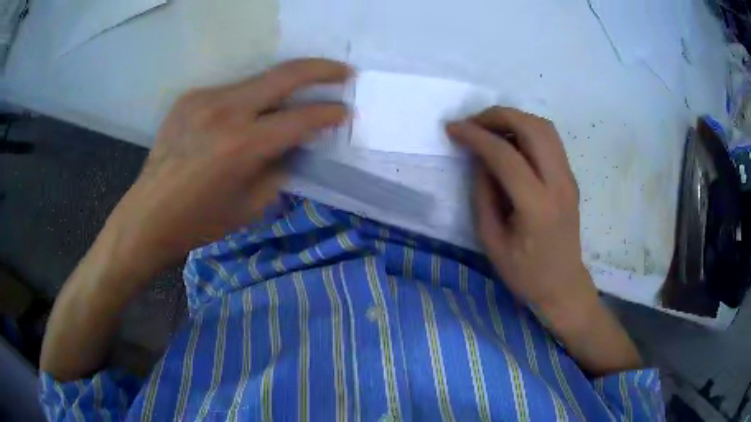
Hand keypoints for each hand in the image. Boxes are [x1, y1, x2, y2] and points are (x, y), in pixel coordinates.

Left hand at [110, 59, 350, 278]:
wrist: (148, 215)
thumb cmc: (200, 221)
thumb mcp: (251, 206)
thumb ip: (280, 169)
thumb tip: (294, 146)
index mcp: (243, 145)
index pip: (300, 118)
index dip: (329, 113)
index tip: (345, 111)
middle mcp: (226, 111)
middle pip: (285, 75)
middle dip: (322, 70)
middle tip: (344, 71)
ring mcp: (204, 98)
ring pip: (257, 79)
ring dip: (282, 86)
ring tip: (293, 97)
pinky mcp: (189, 97)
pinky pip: (230, 91)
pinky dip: (247, 100)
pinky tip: (244, 116)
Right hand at [448, 107, 641, 374]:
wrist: (563, 285)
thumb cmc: (525, 273)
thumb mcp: (491, 240)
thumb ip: (483, 194)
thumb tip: (479, 158)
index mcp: (537, 206)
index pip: (505, 155)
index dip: (476, 136)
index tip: (453, 128)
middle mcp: (559, 184)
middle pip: (533, 127)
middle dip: (498, 115)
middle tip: (472, 123)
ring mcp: (569, 178)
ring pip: (544, 127)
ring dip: (514, 118)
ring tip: (489, 128)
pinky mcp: (570, 177)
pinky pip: (550, 140)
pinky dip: (526, 129)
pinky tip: (510, 141)